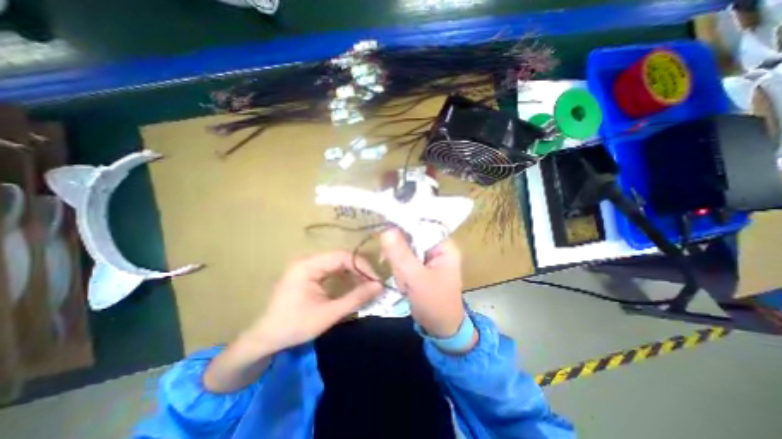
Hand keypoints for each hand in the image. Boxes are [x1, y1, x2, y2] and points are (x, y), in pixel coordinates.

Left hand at [243, 252, 380, 351]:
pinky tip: (353, 284)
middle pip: (341, 257)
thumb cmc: (295, 326)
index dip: (362, 266)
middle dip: (359, 269)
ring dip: (353, 272)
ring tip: (366, 285)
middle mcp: (307, 260)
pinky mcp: (308, 272)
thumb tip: (379, 286)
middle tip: (373, 284)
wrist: (266, 338)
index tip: (376, 280)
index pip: (343, 256)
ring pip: (337, 262)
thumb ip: (355, 298)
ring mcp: (307, 265)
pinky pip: (331, 268)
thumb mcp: (329, 314)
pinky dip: (344, 276)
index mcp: (308, 266)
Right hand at [385, 230, 465, 339]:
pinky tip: (403, 281)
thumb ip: (401, 255)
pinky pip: (406, 259)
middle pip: (413, 236)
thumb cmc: (435, 304)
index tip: (386, 228)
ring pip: (407, 248)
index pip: (422, 226)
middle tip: (399, 269)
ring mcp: (429, 257)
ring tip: (404, 281)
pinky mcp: (421, 266)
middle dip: (401, 251)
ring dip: (400, 262)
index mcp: (444, 247)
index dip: (404, 224)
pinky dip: (400, 268)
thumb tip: (387, 230)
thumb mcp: (417, 279)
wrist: (441, 329)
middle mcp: (438, 248)